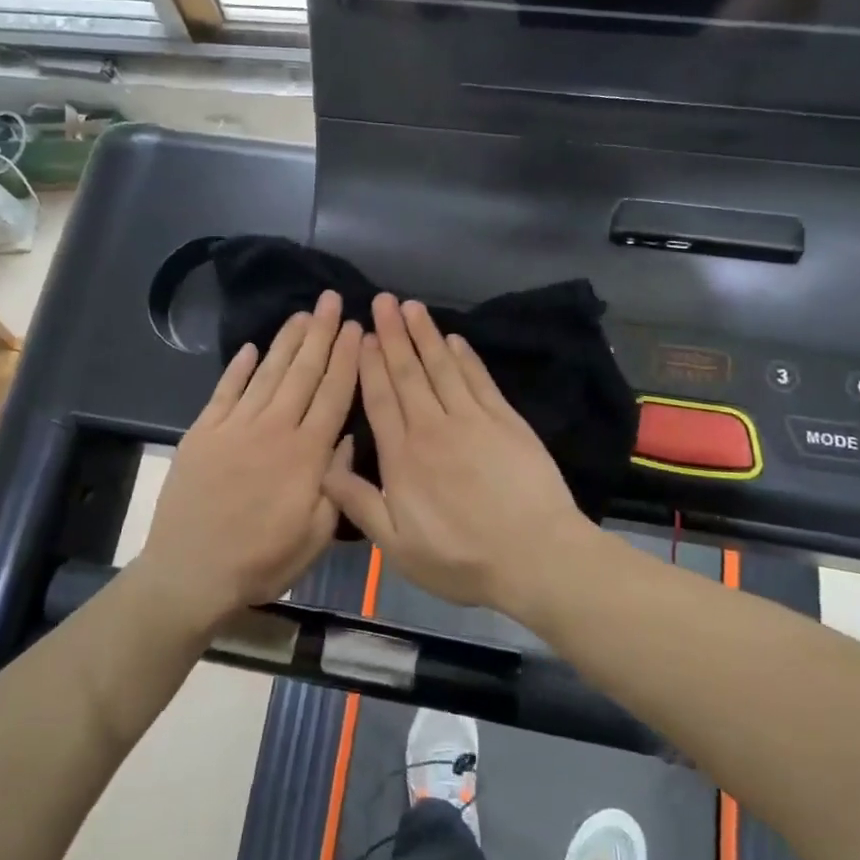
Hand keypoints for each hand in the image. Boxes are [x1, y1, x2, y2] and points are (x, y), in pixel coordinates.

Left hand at [139, 291, 361, 628]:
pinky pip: (225, 390)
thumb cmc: (262, 561)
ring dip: (287, 341)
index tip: (357, 328)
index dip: (347, 358)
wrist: (190, 573)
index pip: (333, 394)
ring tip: (303, 313)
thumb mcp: (315, 534)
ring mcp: (235, 426)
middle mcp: (274, 428)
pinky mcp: (203, 431)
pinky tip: (250, 347)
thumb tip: (345, 438)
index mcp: (306, 454)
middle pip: (303, 372)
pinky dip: (238, 367)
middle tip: (332, 300)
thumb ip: (335, 483)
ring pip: (267, 373)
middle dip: (321, 333)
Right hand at [322, 295, 589, 610]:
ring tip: (412, 306)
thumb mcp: (396, 546)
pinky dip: (465, 357)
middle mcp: (433, 428)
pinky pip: (479, 379)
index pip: (380, 399)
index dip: (370, 364)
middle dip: (393, 335)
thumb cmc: (461, 559)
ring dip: (425, 335)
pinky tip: (454, 339)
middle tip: (383, 300)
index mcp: (402, 457)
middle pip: (408, 373)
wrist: (534, 556)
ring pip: (442, 367)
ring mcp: (472, 419)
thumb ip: (359, 504)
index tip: (363, 336)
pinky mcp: (505, 420)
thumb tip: (325, 466)